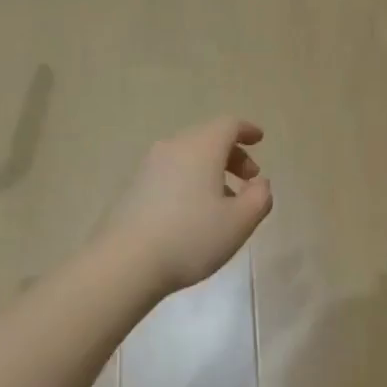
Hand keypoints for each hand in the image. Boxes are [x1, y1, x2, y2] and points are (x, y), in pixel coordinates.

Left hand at [105, 118, 272, 294]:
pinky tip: (194, 211)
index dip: (246, 130)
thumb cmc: (191, 237)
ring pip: (188, 156)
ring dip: (211, 170)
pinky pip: (171, 172)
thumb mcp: (240, 222)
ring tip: (224, 201)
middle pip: (207, 138)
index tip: (259, 140)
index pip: (228, 125)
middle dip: (232, 154)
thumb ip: (260, 198)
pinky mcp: (134, 187)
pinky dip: (190, 180)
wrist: (126, 262)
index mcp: (201, 148)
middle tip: (249, 179)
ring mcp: (149, 166)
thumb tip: (260, 183)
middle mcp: (173, 147)